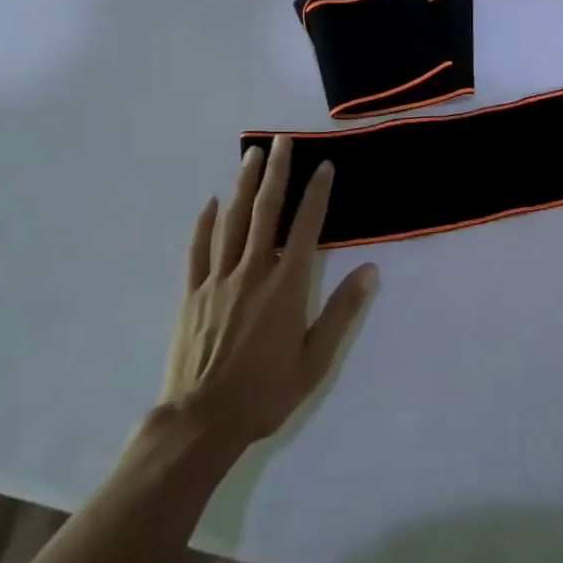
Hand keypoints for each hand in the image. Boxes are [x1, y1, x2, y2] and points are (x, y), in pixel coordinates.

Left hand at [154, 136, 377, 453]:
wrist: (200, 422)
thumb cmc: (265, 393)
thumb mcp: (315, 361)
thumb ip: (341, 312)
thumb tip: (370, 270)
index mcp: (286, 287)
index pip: (305, 228)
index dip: (316, 194)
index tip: (324, 166)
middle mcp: (252, 272)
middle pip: (265, 212)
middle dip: (276, 173)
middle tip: (282, 140)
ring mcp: (218, 280)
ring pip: (232, 221)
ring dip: (244, 185)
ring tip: (252, 154)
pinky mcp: (192, 293)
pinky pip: (198, 249)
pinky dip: (206, 222)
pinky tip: (212, 201)